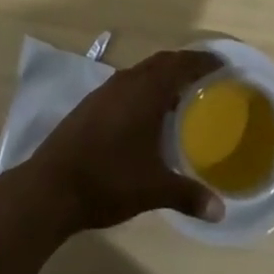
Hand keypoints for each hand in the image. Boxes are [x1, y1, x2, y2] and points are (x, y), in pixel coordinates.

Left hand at [19, 49, 225, 232]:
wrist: (51, 186)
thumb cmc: (107, 180)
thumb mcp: (153, 189)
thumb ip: (188, 195)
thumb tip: (220, 211)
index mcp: (145, 91)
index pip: (180, 64)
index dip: (203, 62)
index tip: (222, 65)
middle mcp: (126, 82)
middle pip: (161, 62)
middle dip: (184, 65)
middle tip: (206, 77)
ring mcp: (105, 92)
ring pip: (141, 73)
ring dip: (162, 77)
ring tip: (181, 96)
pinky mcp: (91, 105)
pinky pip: (127, 85)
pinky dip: (144, 90)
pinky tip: (147, 116)